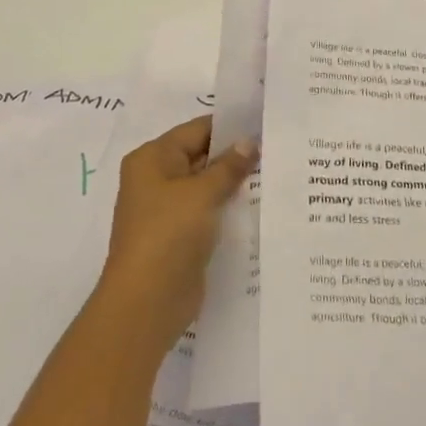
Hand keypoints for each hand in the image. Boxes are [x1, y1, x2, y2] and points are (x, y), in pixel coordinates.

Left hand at [97, 116, 256, 351]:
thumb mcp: (202, 193)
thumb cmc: (168, 234)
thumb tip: (249, 142)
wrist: (147, 301)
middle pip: (201, 155)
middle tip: (278, 147)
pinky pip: (208, 210)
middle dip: (236, 154)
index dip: (231, 126)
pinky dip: (228, 206)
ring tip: (276, 172)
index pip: (197, 130)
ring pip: (206, 185)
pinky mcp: (180, 235)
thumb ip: (228, 166)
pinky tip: (259, 204)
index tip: (266, 123)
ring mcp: (167, 209)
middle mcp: (156, 178)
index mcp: (152, 158)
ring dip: (234, 182)